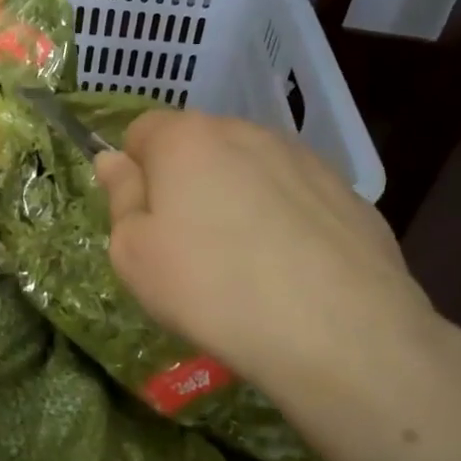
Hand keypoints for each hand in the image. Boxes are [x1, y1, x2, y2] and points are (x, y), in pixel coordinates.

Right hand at [93, 111, 452, 408]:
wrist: (336, 330)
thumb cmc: (211, 290)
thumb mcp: (134, 256)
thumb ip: (121, 199)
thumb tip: (114, 160)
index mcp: (187, 139)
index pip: (142, 131)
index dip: (135, 172)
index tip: (144, 220)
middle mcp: (246, 132)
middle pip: (199, 146)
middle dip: (187, 183)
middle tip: (189, 248)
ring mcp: (304, 158)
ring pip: (251, 169)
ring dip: (237, 199)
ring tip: (246, 263)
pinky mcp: (346, 192)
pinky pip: (295, 196)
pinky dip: (284, 219)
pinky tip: (291, 270)